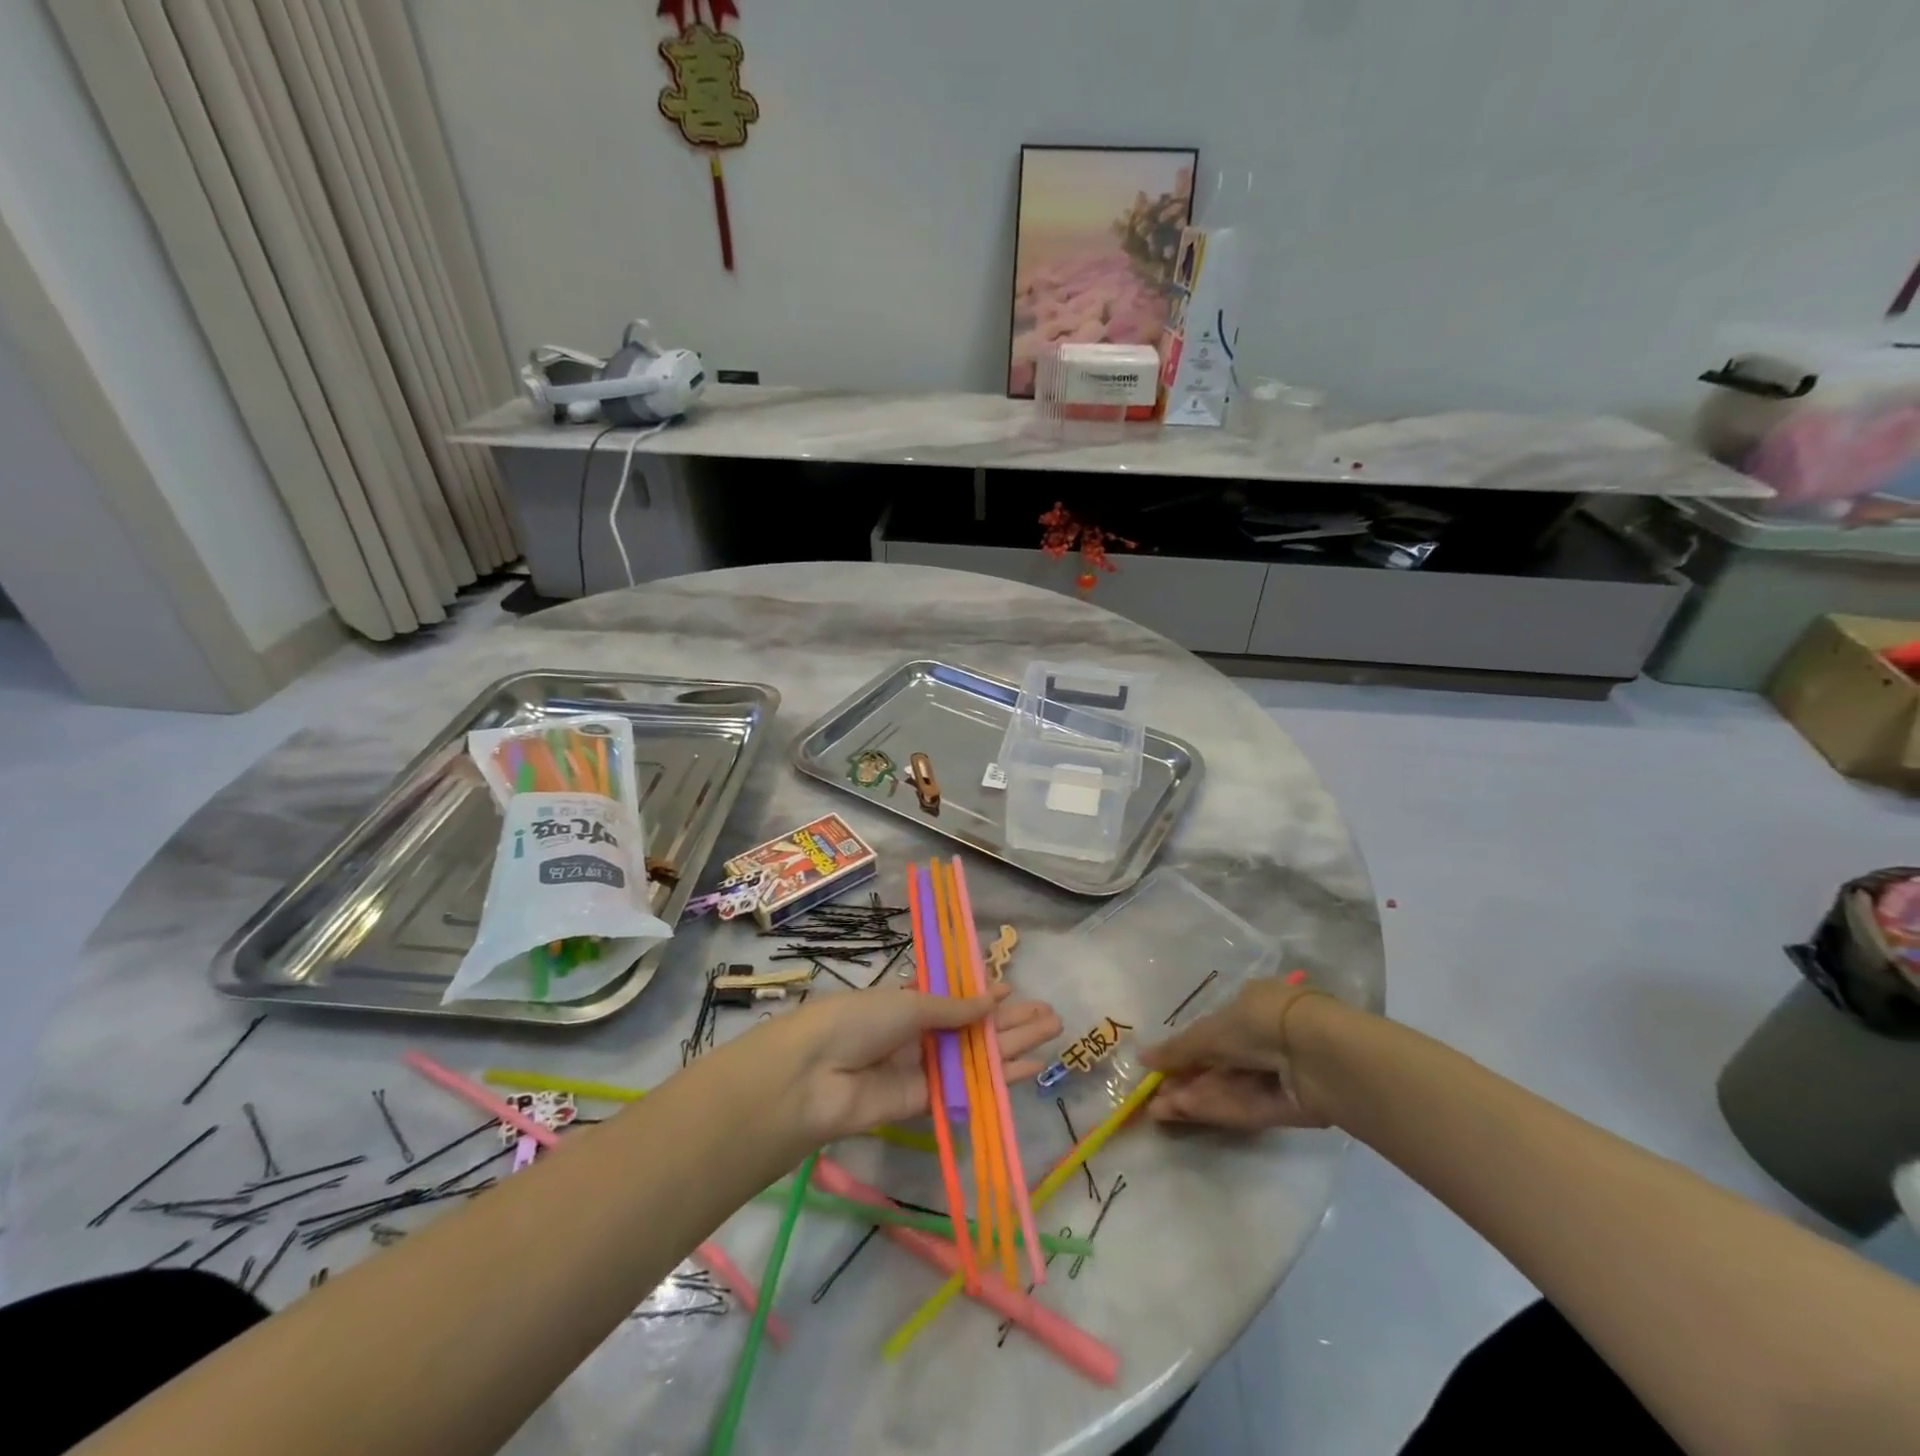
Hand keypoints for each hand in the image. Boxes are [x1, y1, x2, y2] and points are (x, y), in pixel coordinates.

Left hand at [769, 986, 1060, 1143]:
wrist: (814, 1076)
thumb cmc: (858, 1021)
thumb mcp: (909, 1004)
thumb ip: (954, 1009)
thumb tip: (994, 999)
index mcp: (908, 1002)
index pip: (954, 997)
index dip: (984, 994)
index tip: (1014, 989)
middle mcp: (919, 1035)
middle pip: (973, 1028)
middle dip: (1011, 1021)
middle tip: (1051, 1016)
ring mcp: (923, 1069)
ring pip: (977, 1057)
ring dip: (1014, 1046)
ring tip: (1052, 1034)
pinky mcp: (926, 1103)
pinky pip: (968, 1089)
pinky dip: (999, 1080)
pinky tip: (1030, 1069)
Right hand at [1140, 977, 1332, 1130]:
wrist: (1318, 1054)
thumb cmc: (1260, 1022)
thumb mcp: (1211, 1030)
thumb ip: (1179, 1049)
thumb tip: (1142, 1058)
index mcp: (1252, 1004)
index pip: (1213, 1029)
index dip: (1185, 1049)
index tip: (1159, 1068)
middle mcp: (1265, 1036)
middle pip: (1218, 1063)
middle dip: (1186, 1078)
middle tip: (1153, 1096)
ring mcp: (1278, 1072)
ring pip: (1228, 1086)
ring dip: (1193, 1096)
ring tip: (1157, 1110)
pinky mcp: (1287, 1106)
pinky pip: (1245, 1106)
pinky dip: (1215, 1108)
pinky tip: (1182, 1113)